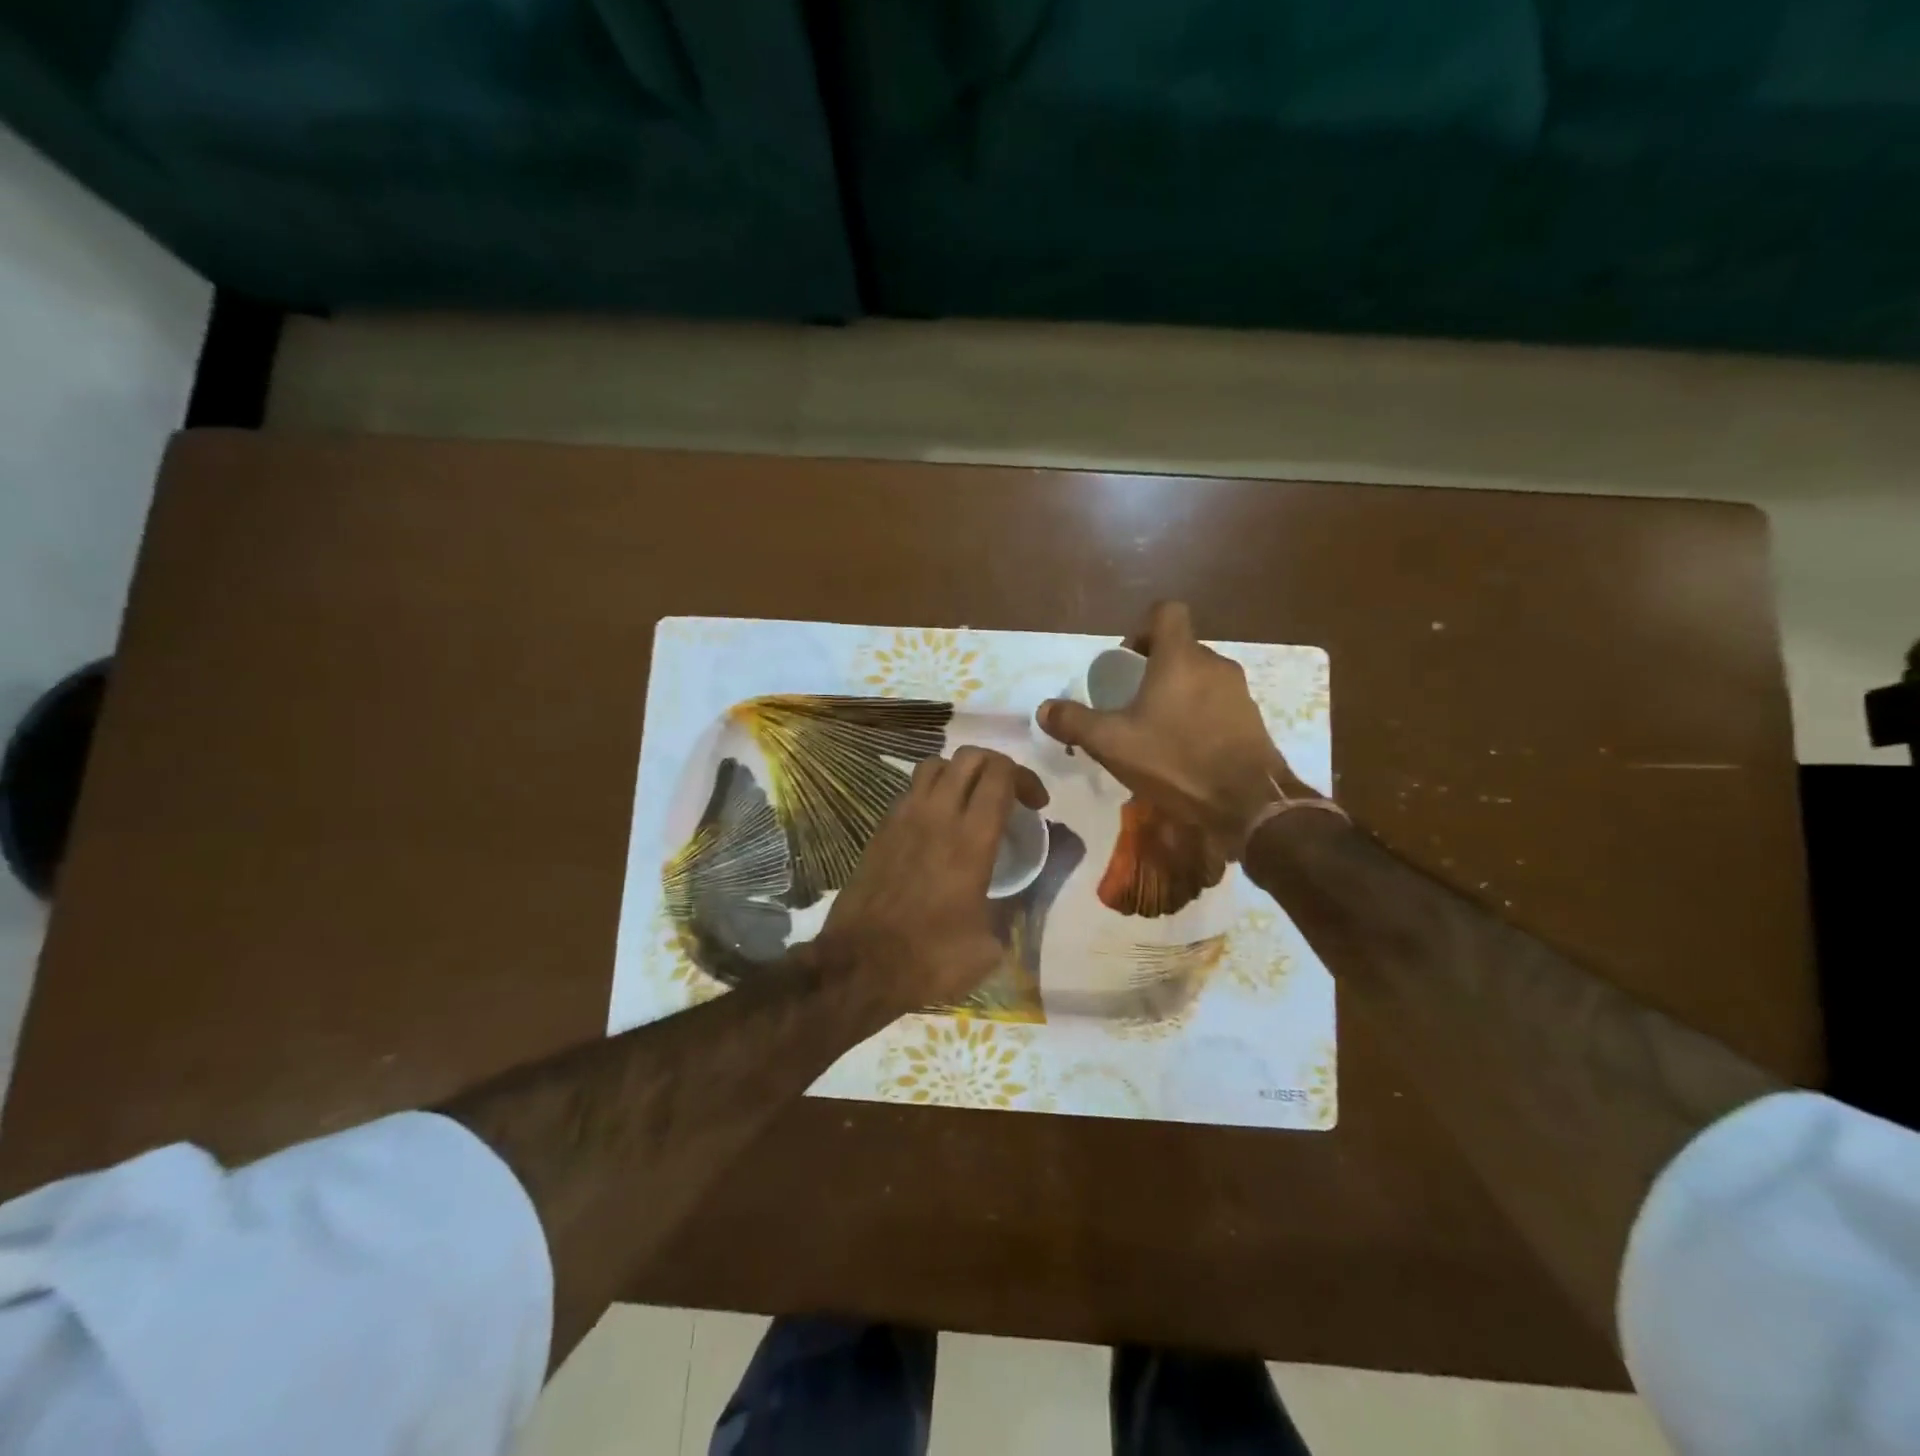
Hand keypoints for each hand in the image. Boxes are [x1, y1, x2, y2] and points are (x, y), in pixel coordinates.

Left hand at [811, 747, 1048, 1011]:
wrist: (860, 966)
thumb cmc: (931, 958)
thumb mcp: (989, 945)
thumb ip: (1012, 909)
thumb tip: (1021, 896)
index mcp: (971, 840)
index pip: (1001, 775)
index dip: (1026, 779)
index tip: (1036, 805)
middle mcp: (937, 816)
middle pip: (970, 757)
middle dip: (998, 766)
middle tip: (1010, 795)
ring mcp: (903, 818)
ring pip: (936, 765)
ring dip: (961, 772)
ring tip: (972, 800)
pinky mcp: (880, 829)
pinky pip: (911, 790)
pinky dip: (932, 791)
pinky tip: (938, 823)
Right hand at [1038, 601, 1306, 858]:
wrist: (1248, 803)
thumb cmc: (1175, 761)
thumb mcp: (1112, 743)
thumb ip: (1075, 722)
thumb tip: (1044, 709)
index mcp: (1180, 657)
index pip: (1166, 612)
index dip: (1141, 628)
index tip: (1126, 662)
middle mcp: (1214, 664)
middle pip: (1180, 648)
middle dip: (1154, 669)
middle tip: (1131, 703)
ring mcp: (1238, 691)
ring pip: (1199, 678)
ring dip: (1176, 694)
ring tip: (1156, 732)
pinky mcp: (1252, 719)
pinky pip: (1217, 704)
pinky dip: (1198, 716)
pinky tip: (1184, 751)